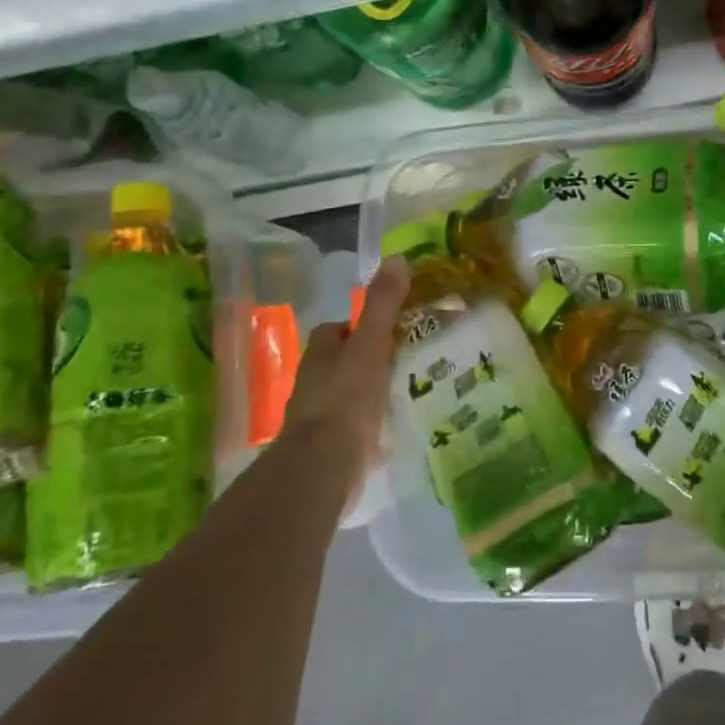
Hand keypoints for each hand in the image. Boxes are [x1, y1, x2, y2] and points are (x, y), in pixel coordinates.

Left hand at [280, 256, 410, 505]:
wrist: (324, 467)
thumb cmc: (346, 398)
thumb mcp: (370, 345)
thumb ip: (383, 305)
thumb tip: (397, 257)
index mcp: (320, 353)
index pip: (338, 329)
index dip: (362, 326)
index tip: (392, 330)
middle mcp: (314, 381)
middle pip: (344, 361)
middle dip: (370, 360)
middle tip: (408, 360)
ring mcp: (320, 416)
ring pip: (350, 393)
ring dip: (372, 391)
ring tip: (410, 391)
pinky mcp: (331, 447)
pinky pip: (356, 426)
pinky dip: (373, 424)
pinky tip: (397, 426)